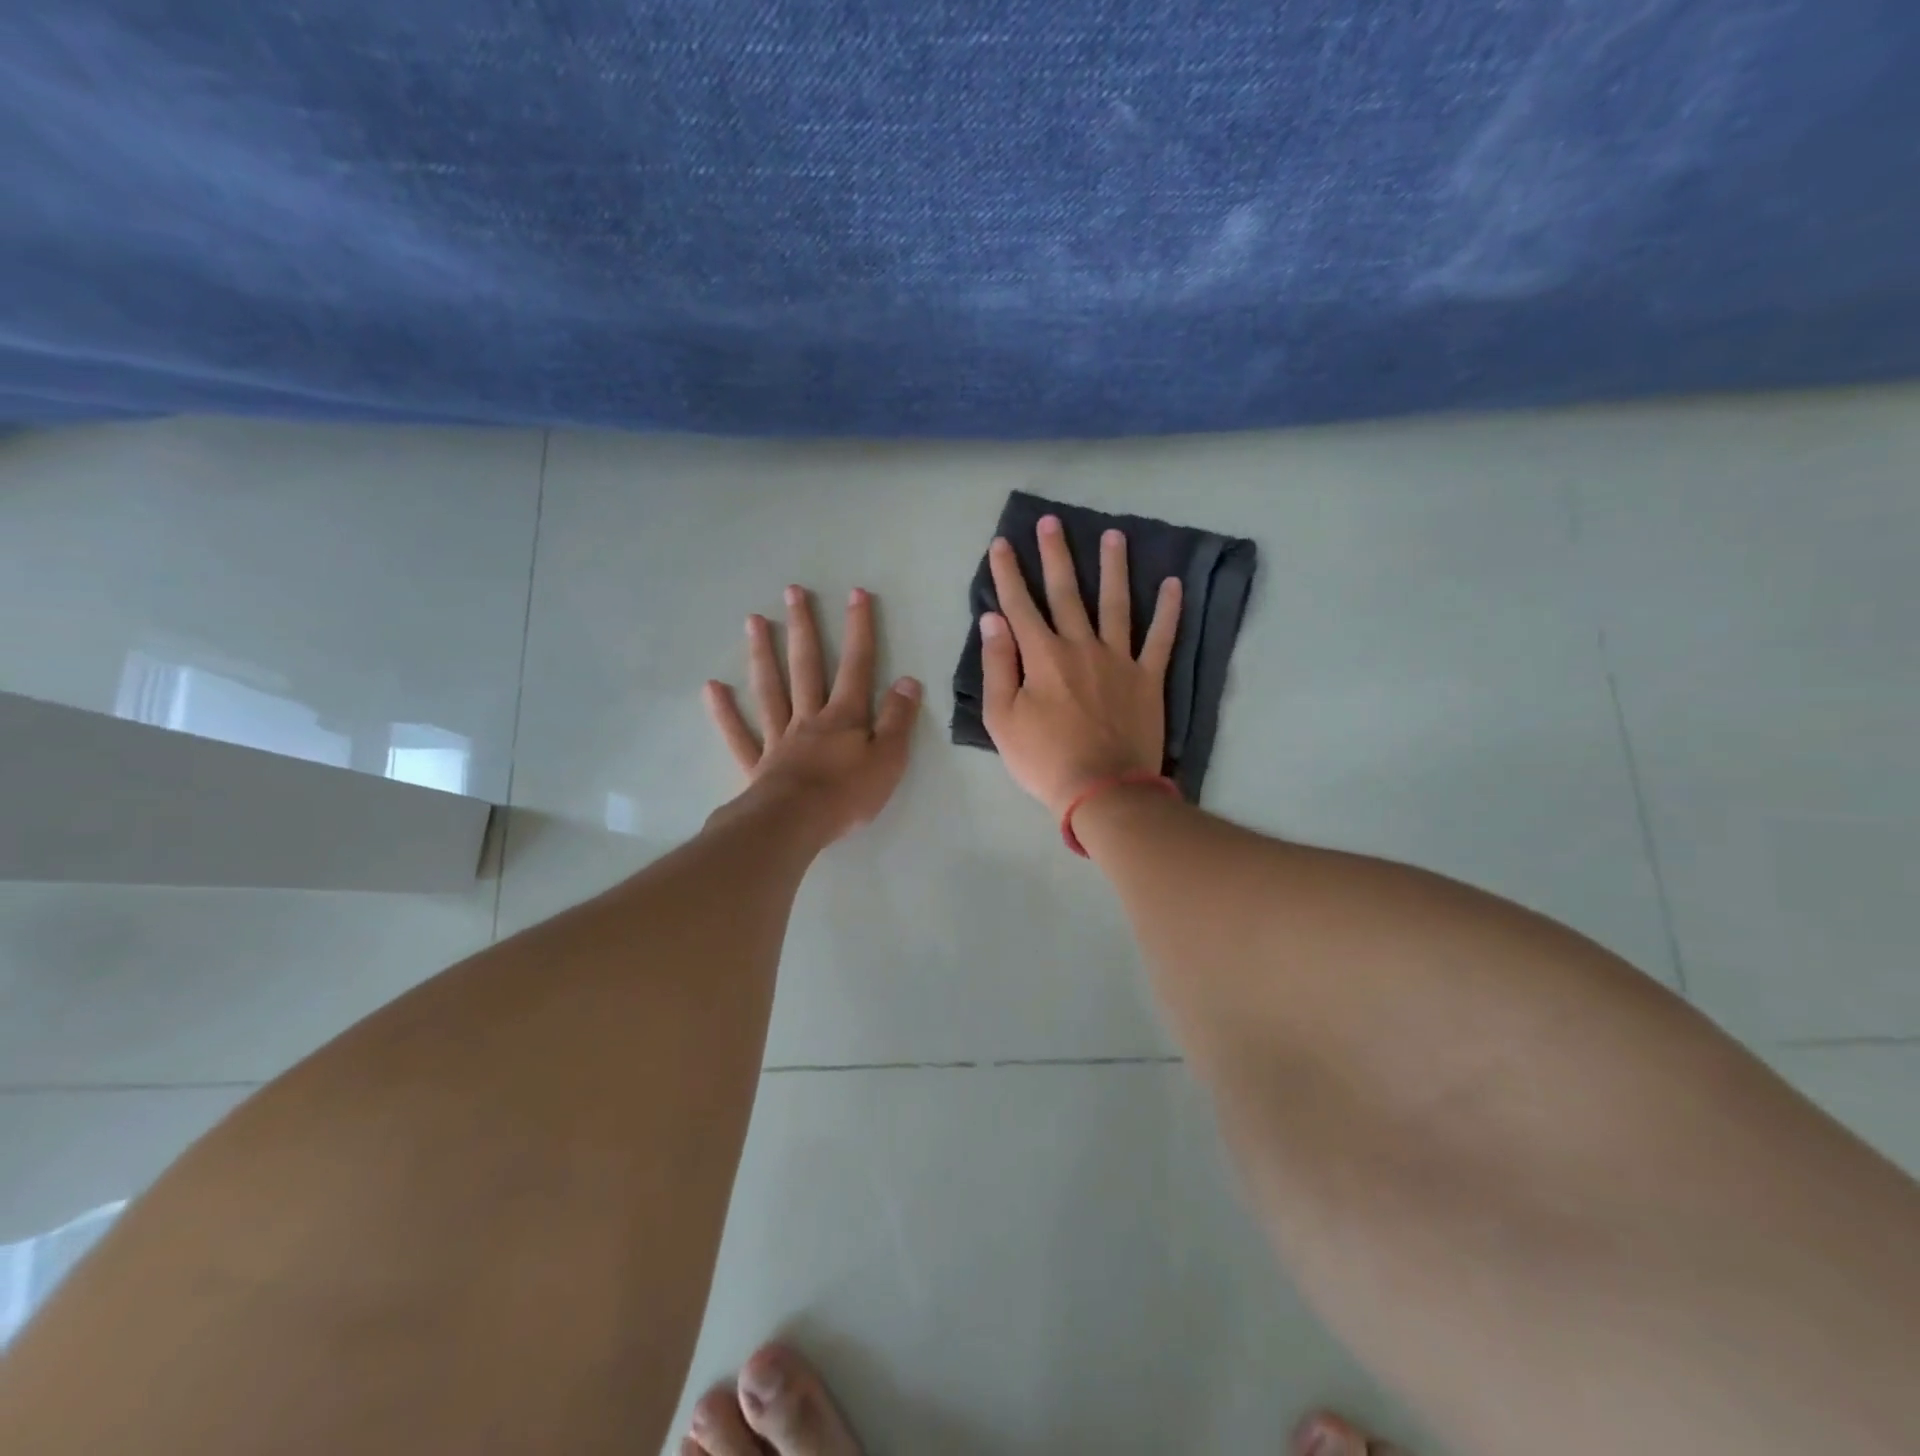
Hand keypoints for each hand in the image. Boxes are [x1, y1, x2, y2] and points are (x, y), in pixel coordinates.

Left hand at [705, 585, 921, 842]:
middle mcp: (809, 718)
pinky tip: (712, 687)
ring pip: (770, 689)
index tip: (856, 593)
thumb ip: (897, 719)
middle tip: (793, 591)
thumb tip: (908, 680)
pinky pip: (739, 734)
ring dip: (763, 654)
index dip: (859, 629)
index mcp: (844, 717)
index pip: (856, 665)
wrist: (795, 825)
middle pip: (806, 666)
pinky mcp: (757, 764)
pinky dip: (725, 712)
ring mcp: (779, 739)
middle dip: (804, 627)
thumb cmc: (848, 795)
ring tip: (754, 620)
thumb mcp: (889, 758)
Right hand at [980, 515, 1180, 817]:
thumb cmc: (1044, 759)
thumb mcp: (1002, 719)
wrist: (1103, 789)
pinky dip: (1169, 611)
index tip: (1002, 544)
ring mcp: (1119, 660)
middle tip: (1052, 522)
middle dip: (1056, 555)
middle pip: (1067, 593)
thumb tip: (992, 620)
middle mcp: (1081, 646)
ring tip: (1113, 535)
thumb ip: (997, 666)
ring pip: (1116, 603)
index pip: (1020, 605)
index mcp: (1042, 657)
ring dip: (1113, 567)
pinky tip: (1173, 583)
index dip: (1008, 573)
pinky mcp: (1148, 678)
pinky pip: (1161, 638)